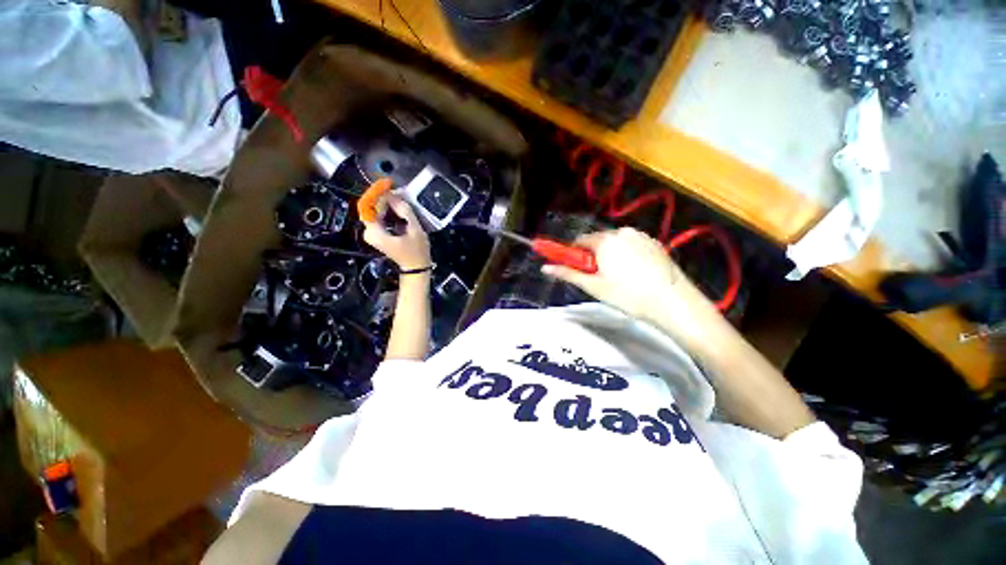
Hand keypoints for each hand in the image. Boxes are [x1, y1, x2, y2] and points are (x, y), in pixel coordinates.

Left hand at [362, 194, 430, 270]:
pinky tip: (398, 209)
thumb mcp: (415, 231)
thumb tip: (394, 195)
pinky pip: (378, 217)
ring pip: (375, 211)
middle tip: (399, 193)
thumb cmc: (417, 252)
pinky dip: (387, 211)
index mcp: (375, 232)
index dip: (376, 193)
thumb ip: (405, 212)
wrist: (415, 268)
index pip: (368, 206)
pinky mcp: (377, 234)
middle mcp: (369, 232)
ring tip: (401, 199)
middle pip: (371, 207)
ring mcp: (372, 234)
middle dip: (383, 198)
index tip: (388, 184)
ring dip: (386, 204)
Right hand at [542, 228, 721, 344]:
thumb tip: (545, 268)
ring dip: (610, 255)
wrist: (672, 302)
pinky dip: (627, 255)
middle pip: (598, 241)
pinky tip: (635, 273)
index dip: (575, 255)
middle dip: (594, 256)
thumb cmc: (627, 295)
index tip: (578, 269)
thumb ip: (568, 274)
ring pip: (615, 243)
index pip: (579, 241)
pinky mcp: (654, 242)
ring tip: (620, 278)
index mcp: (605, 240)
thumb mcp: (594, 286)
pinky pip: (631, 245)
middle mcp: (622, 231)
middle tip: (600, 278)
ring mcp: (641, 235)